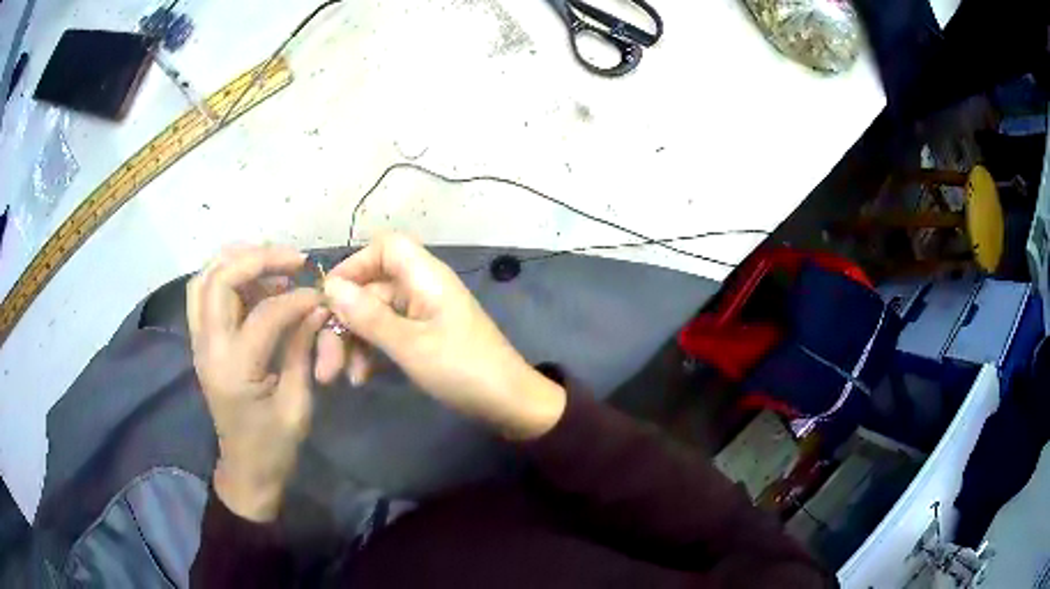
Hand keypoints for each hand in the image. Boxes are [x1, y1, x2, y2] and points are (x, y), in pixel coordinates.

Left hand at [187, 245, 328, 521]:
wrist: (245, 470)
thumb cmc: (274, 446)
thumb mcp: (297, 404)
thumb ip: (301, 349)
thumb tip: (316, 307)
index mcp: (235, 370)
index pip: (264, 313)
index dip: (297, 298)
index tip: (321, 296)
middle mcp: (209, 348)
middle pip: (220, 280)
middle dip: (258, 259)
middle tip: (293, 260)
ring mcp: (200, 343)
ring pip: (204, 279)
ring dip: (236, 261)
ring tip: (271, 262)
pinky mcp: (201, 343)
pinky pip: (203, 294)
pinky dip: (226, 276)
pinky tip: (254, 281)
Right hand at [318, 234, 565, 439]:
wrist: (510, 404)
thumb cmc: (462, 369)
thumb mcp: (409, 345)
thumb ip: (368, 315)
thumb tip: (330, 286)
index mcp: (425, 277)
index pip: (384, 248)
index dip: (353, 266)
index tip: (327, 297)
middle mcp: (422, 288)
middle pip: (371, 289)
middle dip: (344, 321)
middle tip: (324, 361)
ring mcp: (423, 315)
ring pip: (375, 316)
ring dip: (354, 343)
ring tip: (339, 377)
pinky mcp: (424, 338)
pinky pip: (388, 335)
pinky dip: (372, 353)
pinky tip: (360, 378)